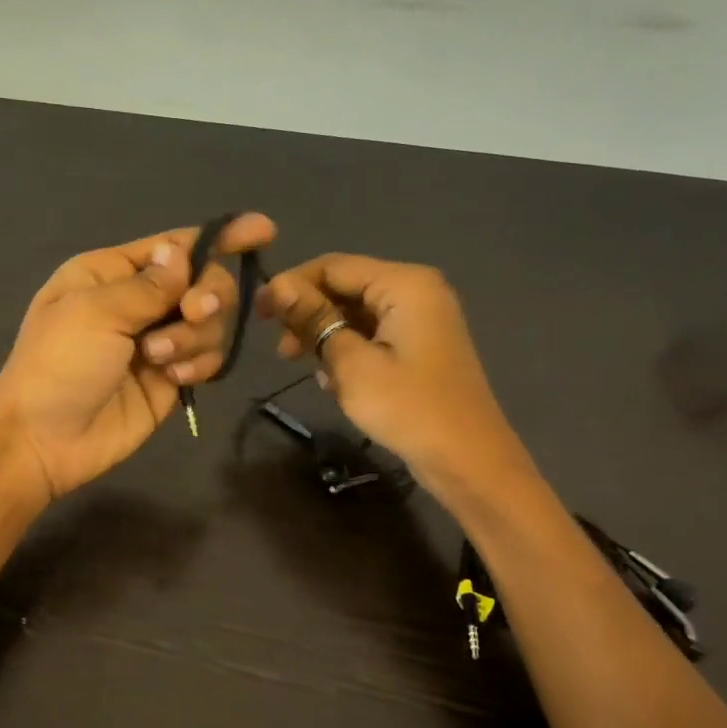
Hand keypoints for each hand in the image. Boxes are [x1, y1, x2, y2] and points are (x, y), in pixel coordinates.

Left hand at [0, 214, 277, 499]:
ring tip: (158, 360)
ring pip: (211, 322)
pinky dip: (199, 364)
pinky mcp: (170, 378)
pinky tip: (174, 379)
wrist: (44, 441)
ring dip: (194, 337)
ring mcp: (157, 341)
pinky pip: (208, 358)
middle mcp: (138, 301)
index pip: (174, 246)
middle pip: (203, 281)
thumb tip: (182, 251)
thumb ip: (149, 285)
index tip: (264, 231)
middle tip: (192, 314)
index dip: (220, 237)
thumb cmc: (58, 365)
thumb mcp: (96, 313)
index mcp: (110, 273)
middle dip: (206, 296)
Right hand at [259, 253, 530, 494]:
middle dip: (309, 314)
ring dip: (325, 336)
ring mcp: (421, 319)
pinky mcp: (419, 346)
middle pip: (345, 286)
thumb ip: (314, 319)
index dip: (291, 285)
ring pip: (355, 312)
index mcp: (404, 283)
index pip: (333, 266)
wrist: (467, 461)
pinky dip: (347, 350)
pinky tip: (335, 380)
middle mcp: (415, 290)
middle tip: (281, 351)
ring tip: (306, 369)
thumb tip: (276, 285)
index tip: (258, 315)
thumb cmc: (407, 408)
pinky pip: (372, 333)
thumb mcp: (351, 363)